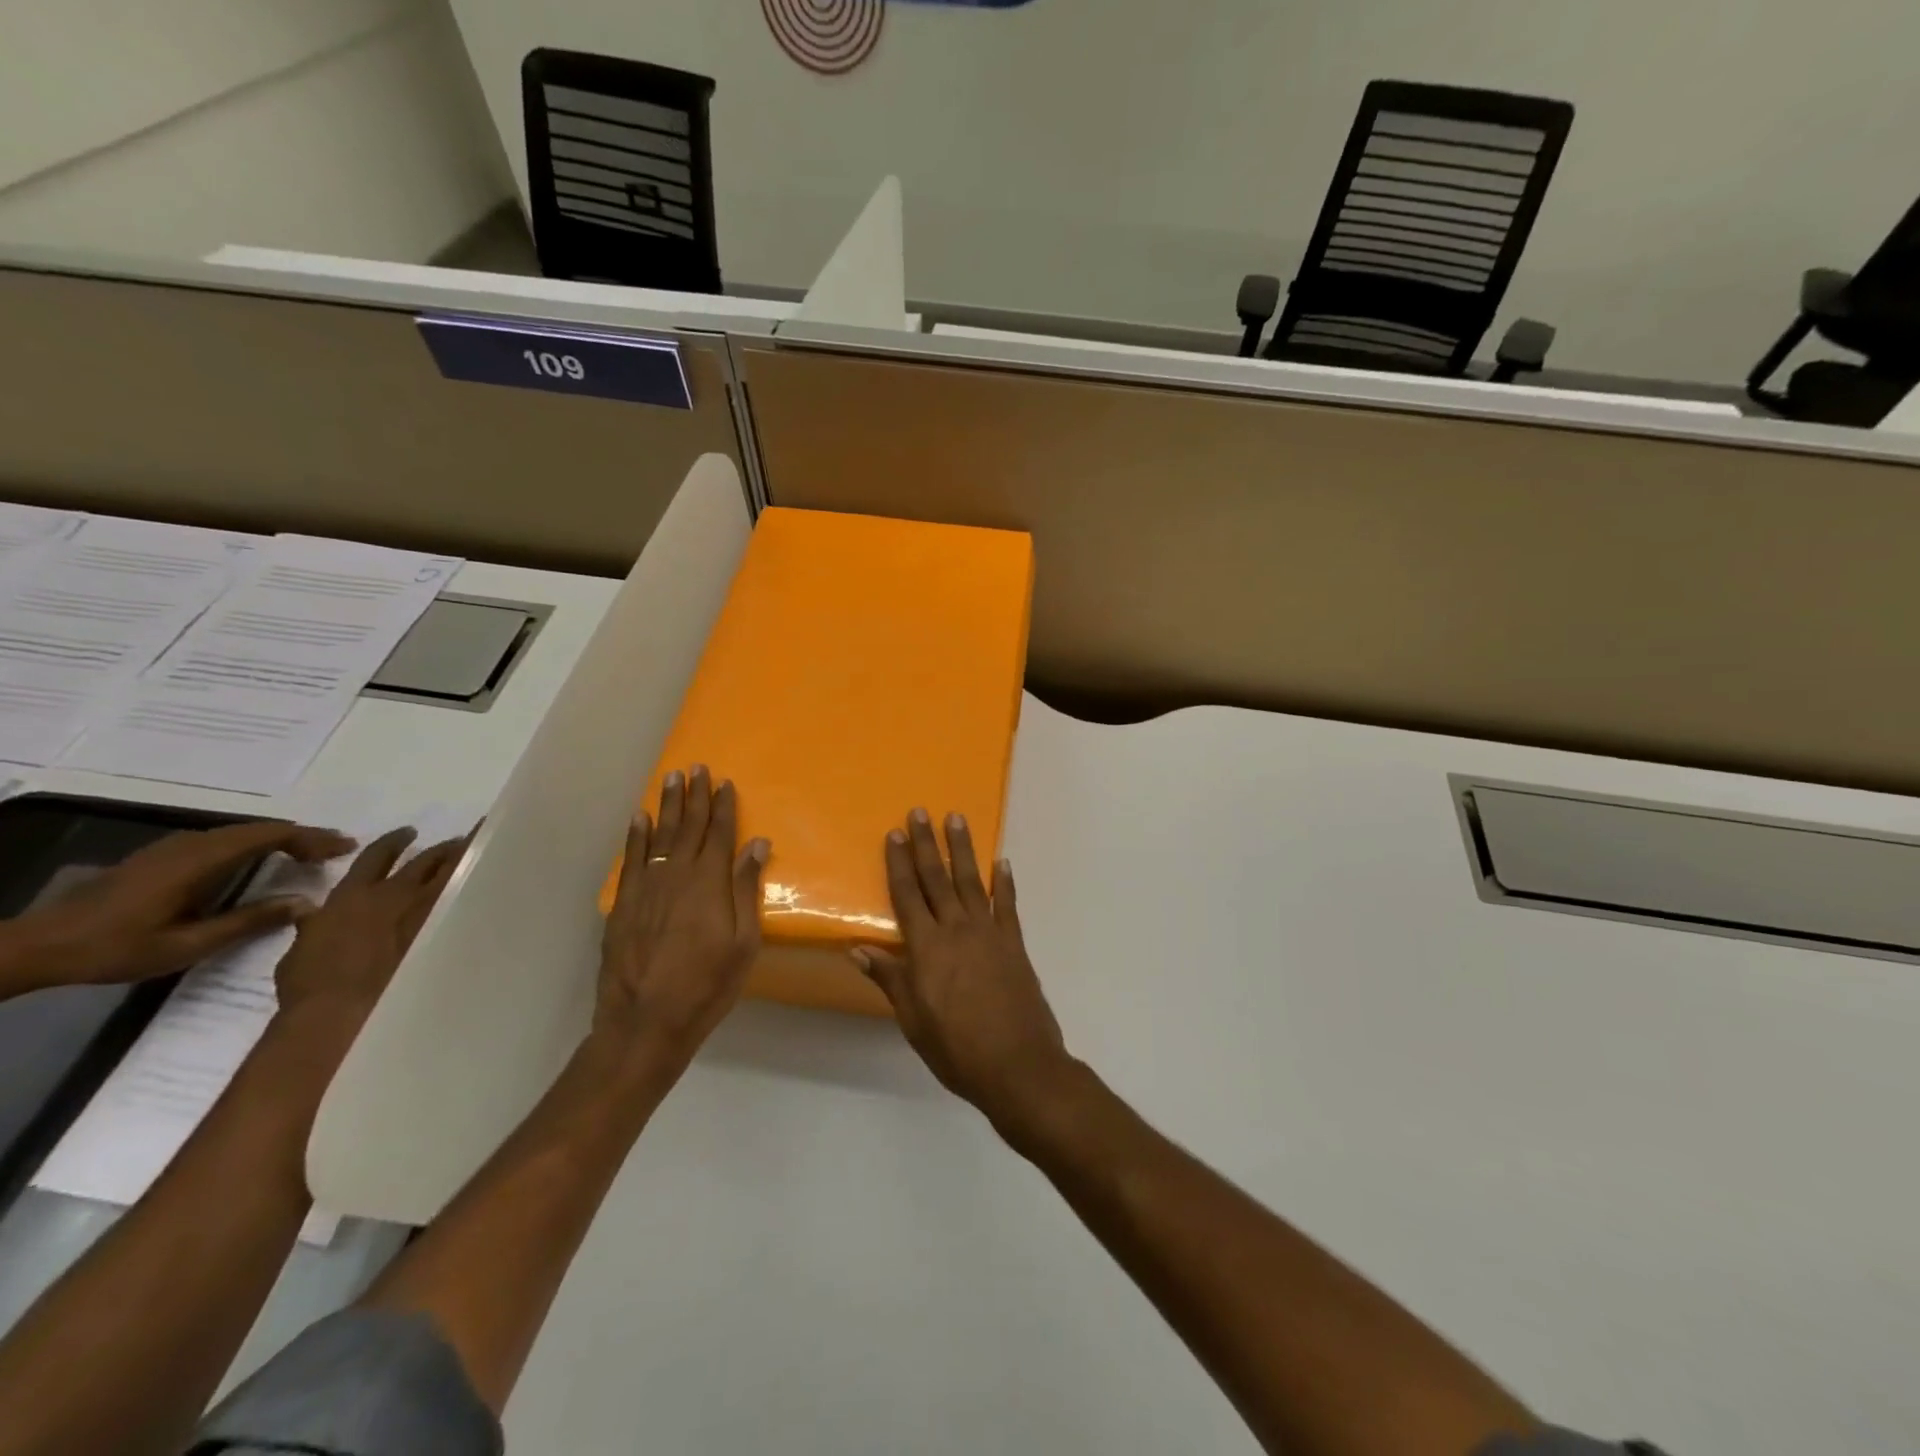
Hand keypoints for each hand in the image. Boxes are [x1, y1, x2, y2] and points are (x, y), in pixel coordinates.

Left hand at [0, 821, 354, 992]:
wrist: (37, 947)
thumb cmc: (116, 948)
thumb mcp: (188, 944)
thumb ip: (250, 921)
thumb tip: (308, 902)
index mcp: (201, 861)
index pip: (270, 835)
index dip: (312, 838)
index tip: (346, 847)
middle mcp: (190, 845)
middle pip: (259, 830)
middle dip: (303, 836)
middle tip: (338, 849)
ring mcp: (172, 849)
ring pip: (240, 833)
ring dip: (279, 839)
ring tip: (309, 854)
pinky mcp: (161, 858)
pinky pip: (222, 841)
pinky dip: (254, 845)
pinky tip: (261, 861)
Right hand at [272, 827, 467, 1031]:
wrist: (344, 1009)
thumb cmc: (312, 986)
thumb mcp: (302, 950)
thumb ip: (314, 925)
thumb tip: (311, 913)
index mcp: (353, 895)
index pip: (376, 856)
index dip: (393, 841)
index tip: (408, 832)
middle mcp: (395, 894)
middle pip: (426, 859)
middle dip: (442, 849)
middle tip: (457, 841)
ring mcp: (427, 909)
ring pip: (454, 871)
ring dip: (467, 858)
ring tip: (481, 848)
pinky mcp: (449, 927)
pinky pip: (470, 898)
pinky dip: (480, 887)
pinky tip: (494, 883)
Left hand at [597, 765, 768, 1063]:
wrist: (646, 1022)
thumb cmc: (707, 984)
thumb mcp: (743, 942)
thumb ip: (747, 889)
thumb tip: (757, 843)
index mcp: (710, 883)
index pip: (719, 833)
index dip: (723, 806)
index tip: (724, 782)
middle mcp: (677, 875)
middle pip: (688, 826)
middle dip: (694, 796)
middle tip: (695, 767)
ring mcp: (646, 887)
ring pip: (658, 835)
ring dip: (667, 806)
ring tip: (670, 778)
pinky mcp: (624, 904)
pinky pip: (631, 859)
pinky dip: (635, 836)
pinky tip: (639, 817)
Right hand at [852, 810, 1071, 1127]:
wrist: (1019, 1066)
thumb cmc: (957, 1048)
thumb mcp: (913, 1020)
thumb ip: (889, 979)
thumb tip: (857, 949)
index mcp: (927, 949)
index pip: (907, 896)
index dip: (899, 864)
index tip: (894, 834)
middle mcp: (957, 930)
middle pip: (937, 879)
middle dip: (927, 844)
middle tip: (920, 812)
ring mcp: (989, 933)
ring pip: (971, 881)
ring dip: (963, 849)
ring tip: (956, 819)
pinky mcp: (1014, 944)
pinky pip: (1008, 905)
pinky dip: (1005, 882)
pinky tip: (1002, 862)